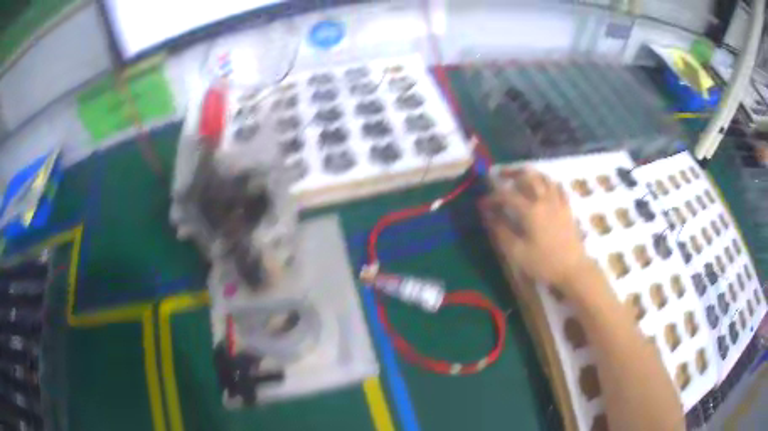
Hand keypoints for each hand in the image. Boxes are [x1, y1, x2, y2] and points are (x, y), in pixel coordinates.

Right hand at [479, 168, 592, 290]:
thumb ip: (502, 231)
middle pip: (528, 176)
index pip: (507, 195)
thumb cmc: (544, 263)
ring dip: (531, 175)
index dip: (493, 197)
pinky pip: (558, 188)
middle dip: (512, 174)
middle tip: (501, 176)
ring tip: (522, 178)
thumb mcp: (518, 252)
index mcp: (531, 211)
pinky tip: (545, 187)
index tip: (483, 203)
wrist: (573, 269)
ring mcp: (558, 203)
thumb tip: (489, 215)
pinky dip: (548, 183)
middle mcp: (544, 201)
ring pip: (544, 178)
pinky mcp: (567, 208)